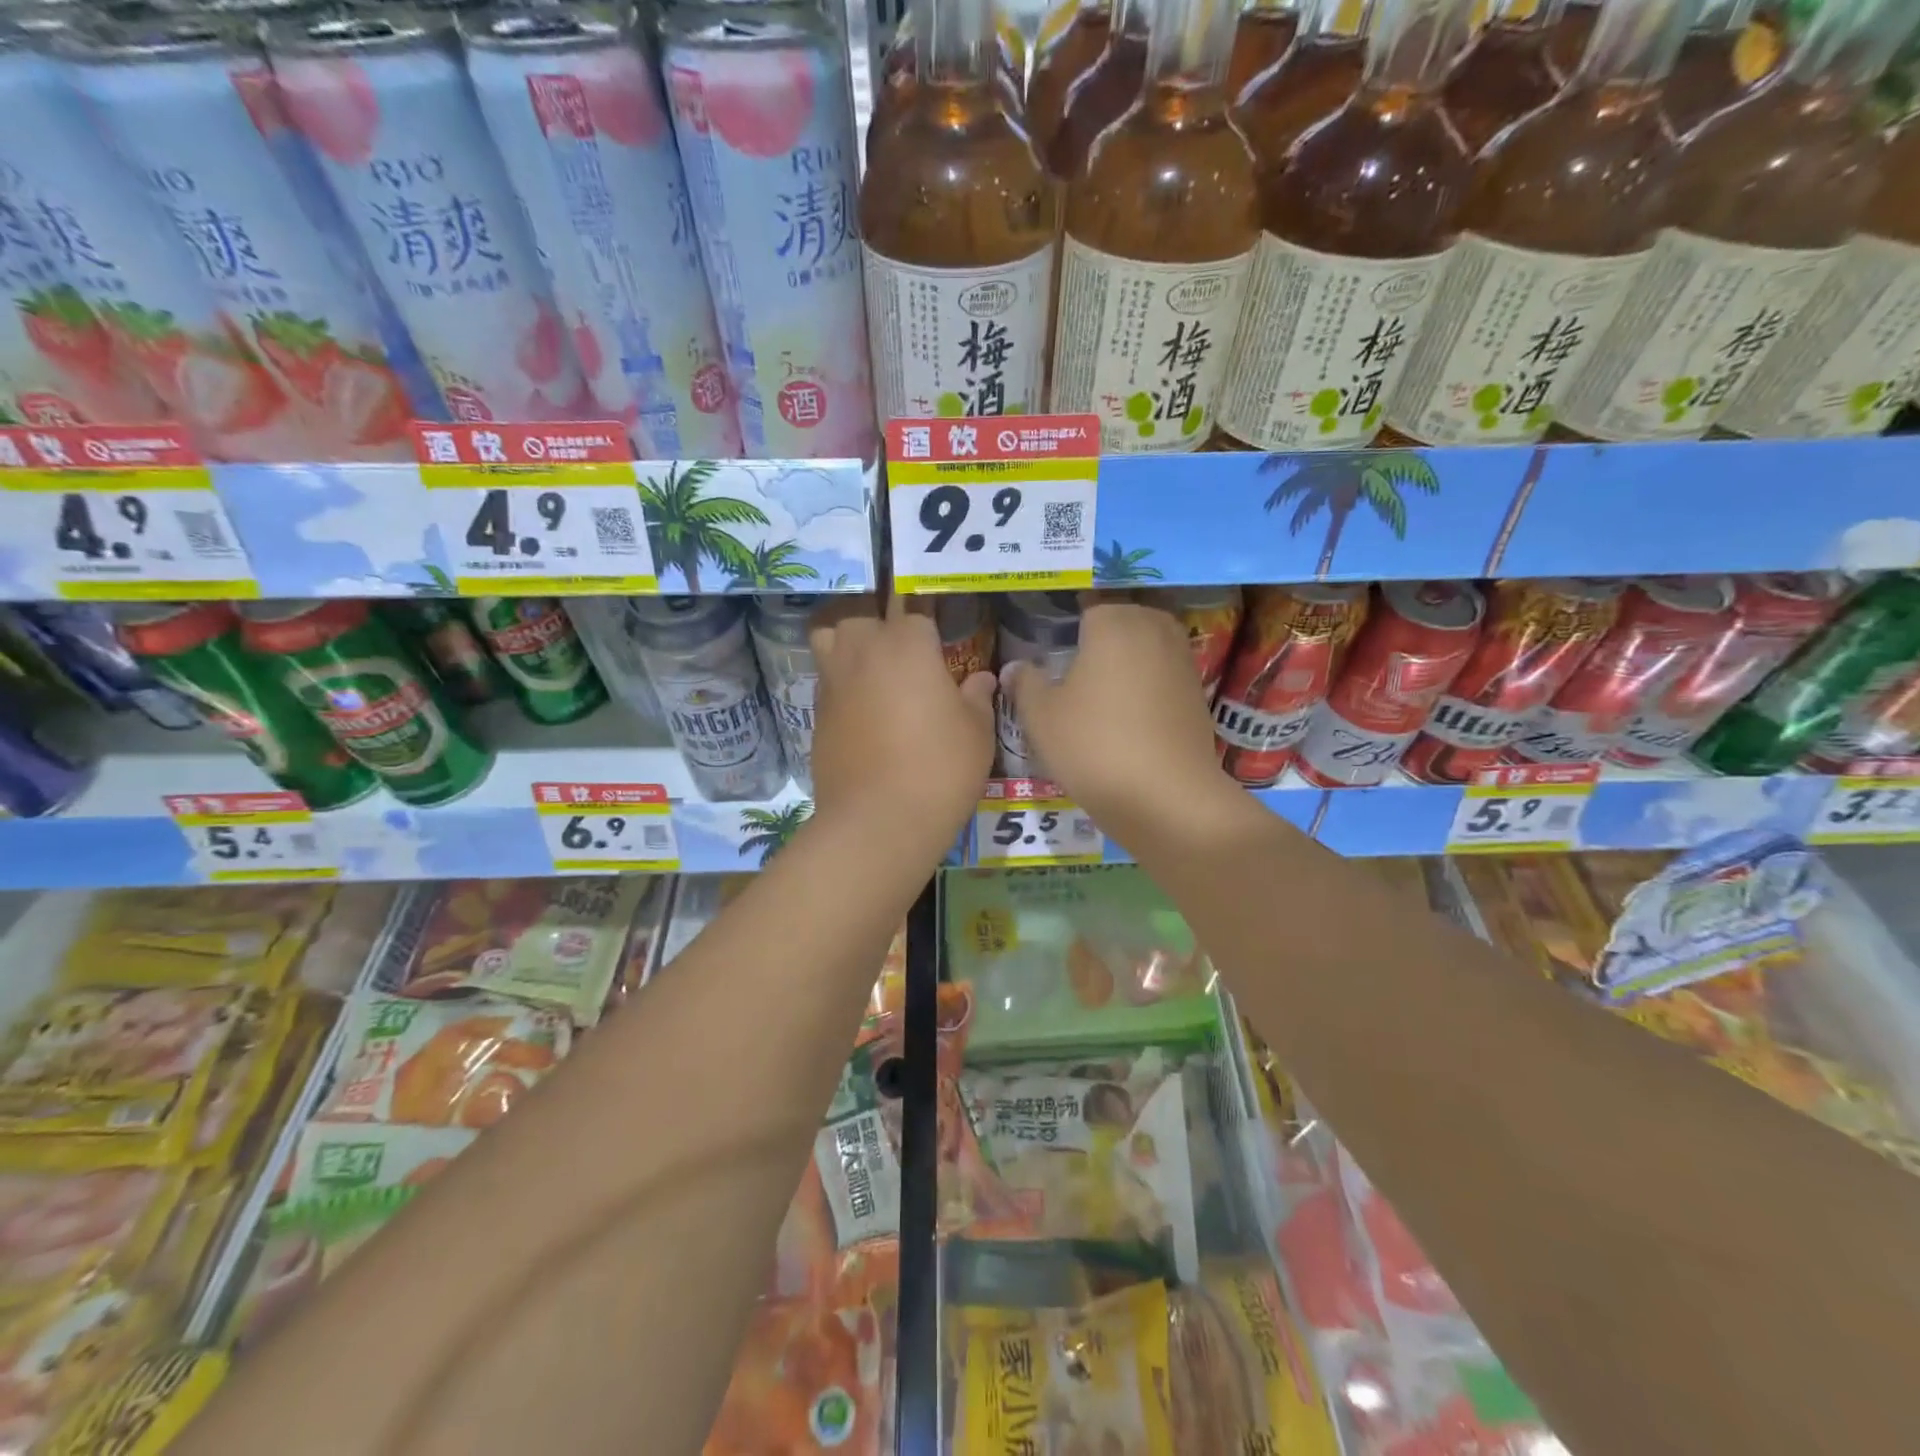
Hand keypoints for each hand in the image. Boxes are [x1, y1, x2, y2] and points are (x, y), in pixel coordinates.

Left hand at [808, 597, 996, 856]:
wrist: (878, 822)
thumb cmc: (940, 769)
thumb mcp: (977, 732)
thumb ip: (978, 696)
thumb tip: (982, 678)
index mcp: (907, 643)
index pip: (915, 605)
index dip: (927, 614)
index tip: (939, 625)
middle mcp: (863, 651)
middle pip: (860, 611)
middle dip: (879, 617)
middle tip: (903, 643)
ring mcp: (834, 682)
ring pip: (828, 635)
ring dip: (846, 638)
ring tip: (871, 661)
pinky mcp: (816, 714)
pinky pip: (826, 679)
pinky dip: (841, 681)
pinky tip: (862, 706)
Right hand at [1003, 596, 1236, 836]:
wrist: (1166, 797)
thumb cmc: (1093, 746)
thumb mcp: (1041, 717)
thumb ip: (1025, 683)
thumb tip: (1015, 667)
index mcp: (1112, 622)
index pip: (1087, 603)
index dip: (1068, 619)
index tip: (1052, 639)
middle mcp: (1152, 628)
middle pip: (1122, 617)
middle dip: (1100, 633)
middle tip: (1074, 660)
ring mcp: (1181, 658)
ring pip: (1146, 643)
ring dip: (1127, 656)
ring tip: (1100, 684)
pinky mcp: (1197, 691)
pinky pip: (1163, 671)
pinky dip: (1147, 681)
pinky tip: (1128, 709)